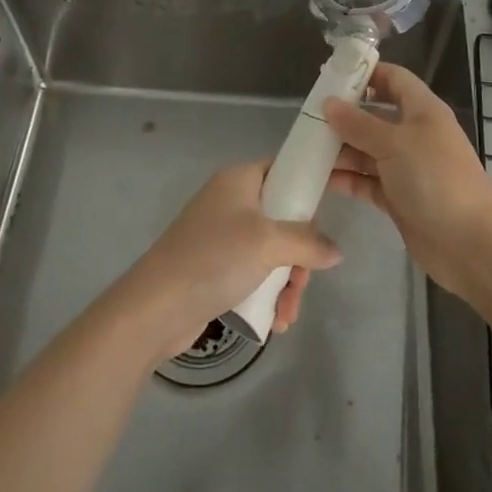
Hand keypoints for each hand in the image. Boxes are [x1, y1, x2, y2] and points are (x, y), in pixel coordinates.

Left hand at [117, 159, 344, 360]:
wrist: (155, 308)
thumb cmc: (214, 258)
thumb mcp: (268, 244)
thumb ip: (308, 243)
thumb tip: (336, 252)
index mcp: (240, 179)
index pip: (283, 169)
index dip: (307, 187)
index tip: (327, 214)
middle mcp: (231, 201)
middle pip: (283, 218)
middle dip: (299, 256)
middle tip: (302, 282)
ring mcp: (222, 236)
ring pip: (272, 250)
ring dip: (286, 282)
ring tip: (287, 314)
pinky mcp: (215, 267)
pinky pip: (254, 272)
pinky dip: (268, 293)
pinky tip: (275, 322)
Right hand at [325, 62, 491, 298]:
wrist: (470, 243)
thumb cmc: (435, 179)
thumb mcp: (395, 143)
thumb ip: (359, 124)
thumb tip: (329, 103)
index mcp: (422, 110)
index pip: (393, 79)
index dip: (366, 74)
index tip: (331, 76)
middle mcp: (414, 134)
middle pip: (374, 116)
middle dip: (343, 116)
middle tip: (307, 118)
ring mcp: (406, 168)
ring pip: (367, 150)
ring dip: (340, 149)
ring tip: (305, 150)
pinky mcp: (398, 198)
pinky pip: (367, 180)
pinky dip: (347, 178)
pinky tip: (320, 179)